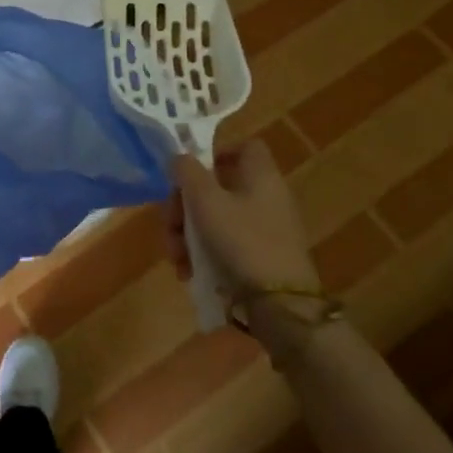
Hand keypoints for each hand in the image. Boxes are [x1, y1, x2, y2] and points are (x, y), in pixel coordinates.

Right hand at [167, 141, 327, 347]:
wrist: (282, 306)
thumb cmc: (242, 241)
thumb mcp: (206, 201)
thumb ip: (187, 173)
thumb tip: (178, 158)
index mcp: (261, 175)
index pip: (244, 146)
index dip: (215, 153)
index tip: (188, 174)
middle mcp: (266, 197)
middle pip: (218, 186)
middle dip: (185, 206)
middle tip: (171, 225)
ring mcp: (266, 229)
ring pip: (216, 219)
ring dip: (189, 235)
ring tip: (177, 258)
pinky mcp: (261, 257)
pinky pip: (226, 245)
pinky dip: (205, 255)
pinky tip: (190, 273)